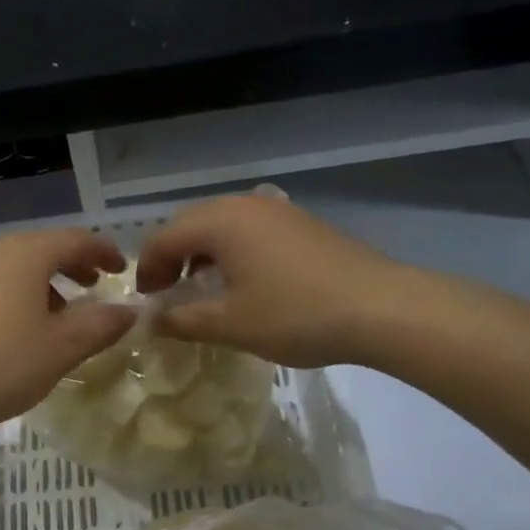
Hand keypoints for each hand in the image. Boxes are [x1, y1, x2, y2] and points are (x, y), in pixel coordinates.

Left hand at [0, 229, 136, 434]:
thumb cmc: (4, 364)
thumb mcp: (62, 348)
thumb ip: (101, 324)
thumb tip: (129, 311)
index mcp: (25, 254)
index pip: (75, 240)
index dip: (103, 251)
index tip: (121, 269)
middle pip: (41, 248)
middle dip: (71, 265)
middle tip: (93, 286)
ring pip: (12, 266)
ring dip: (41, 282)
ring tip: (56, 313)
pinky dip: (11, 293)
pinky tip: (13, 327)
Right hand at [134, 193, 406, 367]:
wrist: (382, 308)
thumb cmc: (295, 314)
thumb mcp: (230, 324)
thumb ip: (181, 321)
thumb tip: (150, 321)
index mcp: (219, 221)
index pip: (162, 238)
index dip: (147, 271)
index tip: (147, 304)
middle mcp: (243, 205)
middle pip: (189, 224)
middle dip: (171, 258)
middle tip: (170, 294)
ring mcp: (277, 210)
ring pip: (221, 224)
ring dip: (201, 253)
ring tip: (204, 288)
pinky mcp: (301, 222)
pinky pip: (250, 229)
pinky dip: (232, 250)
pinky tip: (246, 281)